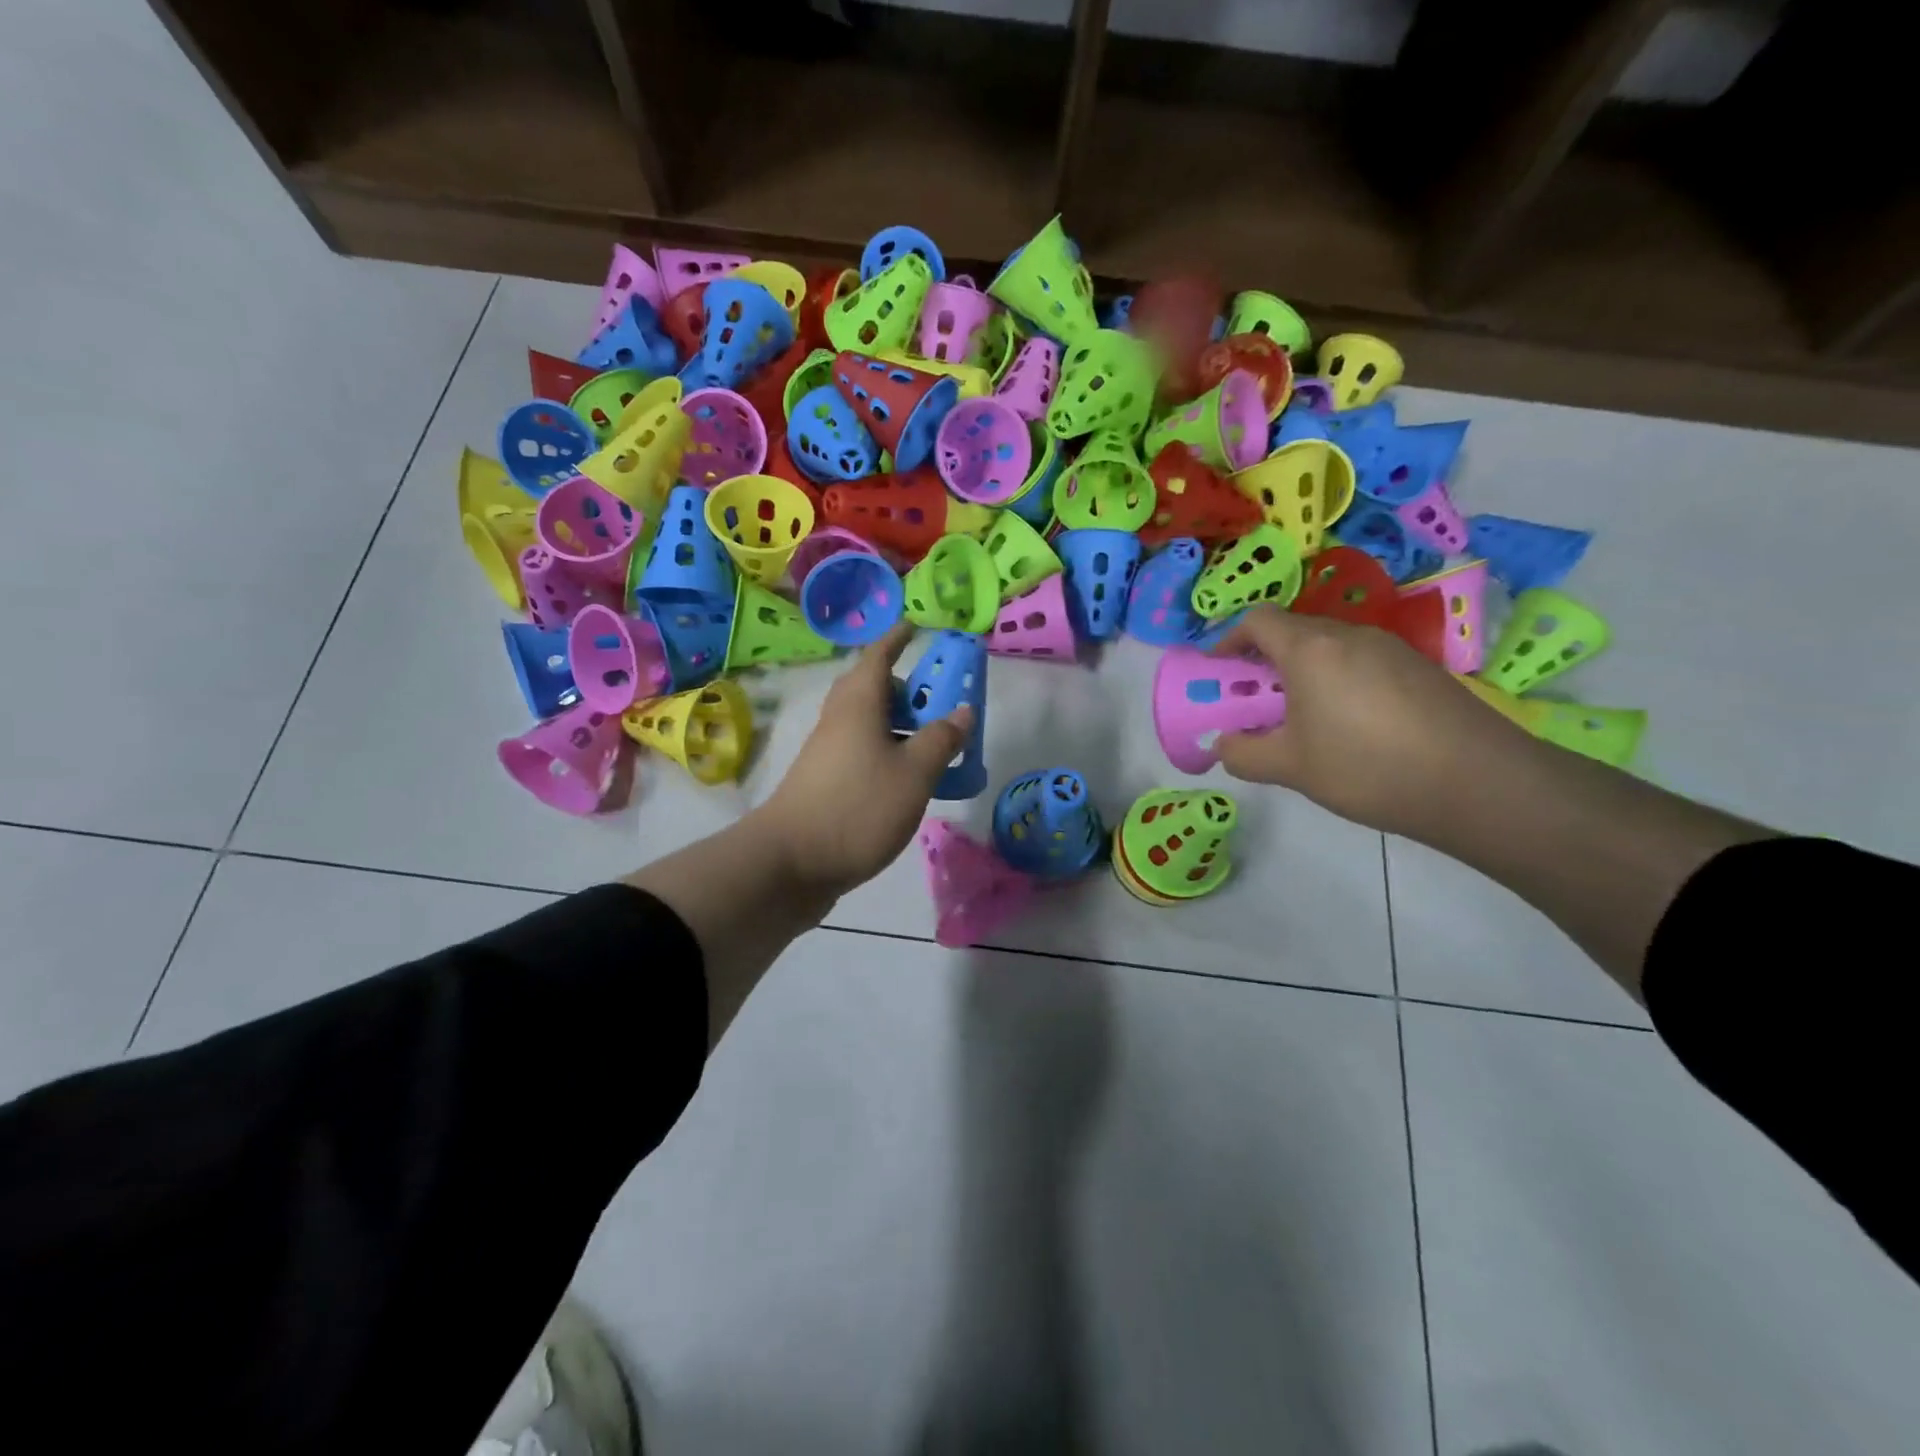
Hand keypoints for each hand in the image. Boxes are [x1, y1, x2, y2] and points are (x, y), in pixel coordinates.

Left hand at [754, 623, 974, 897]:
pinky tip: (908, 781)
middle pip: (870, 689)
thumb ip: (941, 739)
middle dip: (903, 688)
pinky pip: (862, 752)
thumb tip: (962, 711)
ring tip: (933, 744)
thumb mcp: (914, 773)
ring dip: (899, 725)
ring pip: (867, 724)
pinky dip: (888, 753)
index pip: (878, 655)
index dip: (898, 639)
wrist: (790, 864)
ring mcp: (827, 753)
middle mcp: (839, 720)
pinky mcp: (825, 783)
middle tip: (935, 698)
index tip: (915, 626)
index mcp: (858, 704)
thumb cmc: (857, 807)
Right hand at [1210, 606, 1531, 839]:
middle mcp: (1350, 635)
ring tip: (1304, 721)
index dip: (1230, 642)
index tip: (1221, 675)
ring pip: (1329, 647)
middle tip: (1258, 704)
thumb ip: (1243, 754)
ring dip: (1304, 673)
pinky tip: (1352, 727)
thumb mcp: (1290, 768)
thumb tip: (1224, 744)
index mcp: (1310, 649)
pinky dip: (1339, 682)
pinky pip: (1362, 662)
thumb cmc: (1367, 768)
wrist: (1478, 783)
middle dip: (1265, 662)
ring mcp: (1390, 648)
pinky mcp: (1420, 668)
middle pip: (1293, 631)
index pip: (1257, 620)